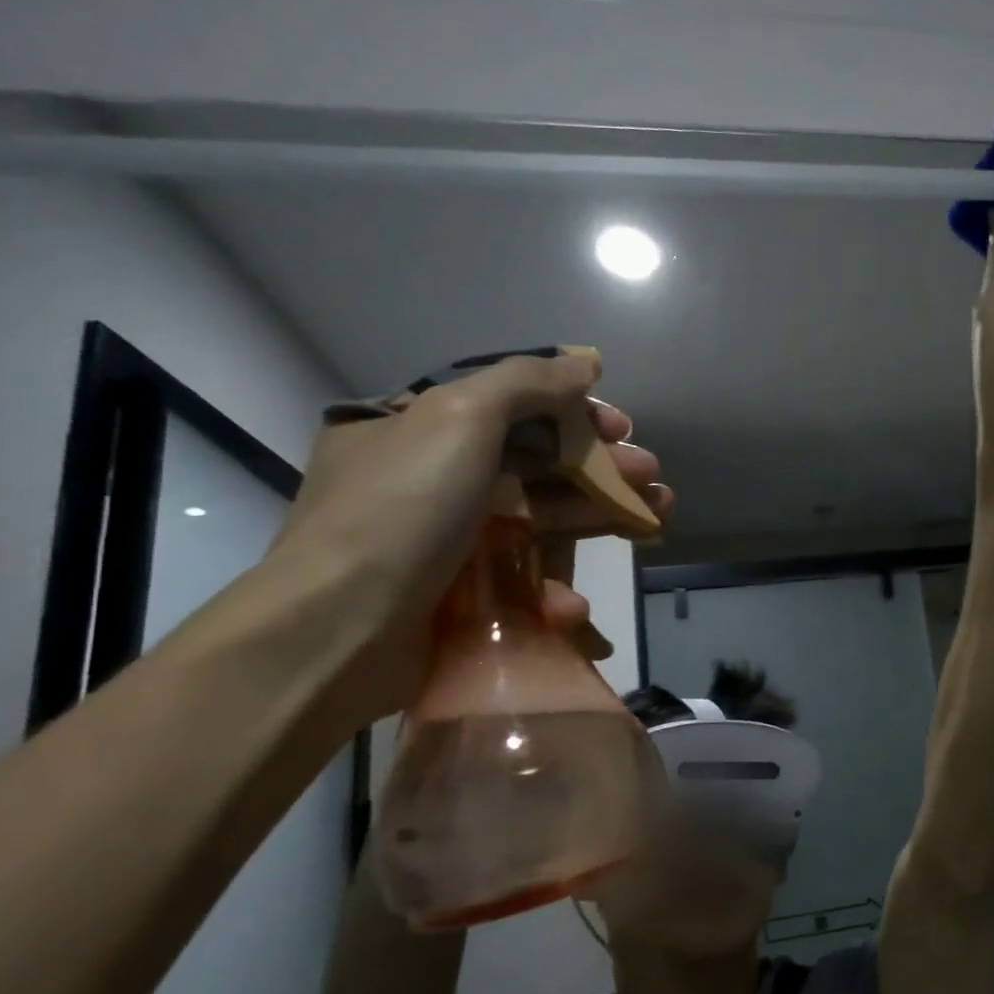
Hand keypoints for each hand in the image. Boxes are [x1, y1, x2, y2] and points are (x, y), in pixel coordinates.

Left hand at [266, 352, 671, 725]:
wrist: (338, 630)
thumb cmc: (403, 509)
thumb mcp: (459, 418)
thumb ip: (527, 382)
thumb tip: (587, 362)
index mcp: (421, 428)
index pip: (513, 407)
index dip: (575, 414)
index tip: (623, 430)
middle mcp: (434, 479)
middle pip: (537, 464)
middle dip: (602, 469)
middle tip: (653, 479)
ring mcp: (448, 542)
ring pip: (541, 521)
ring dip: (600, 518)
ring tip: (656, 520)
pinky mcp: (460, 597)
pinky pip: (519, 582)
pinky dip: (552, 592)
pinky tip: (573, 606)